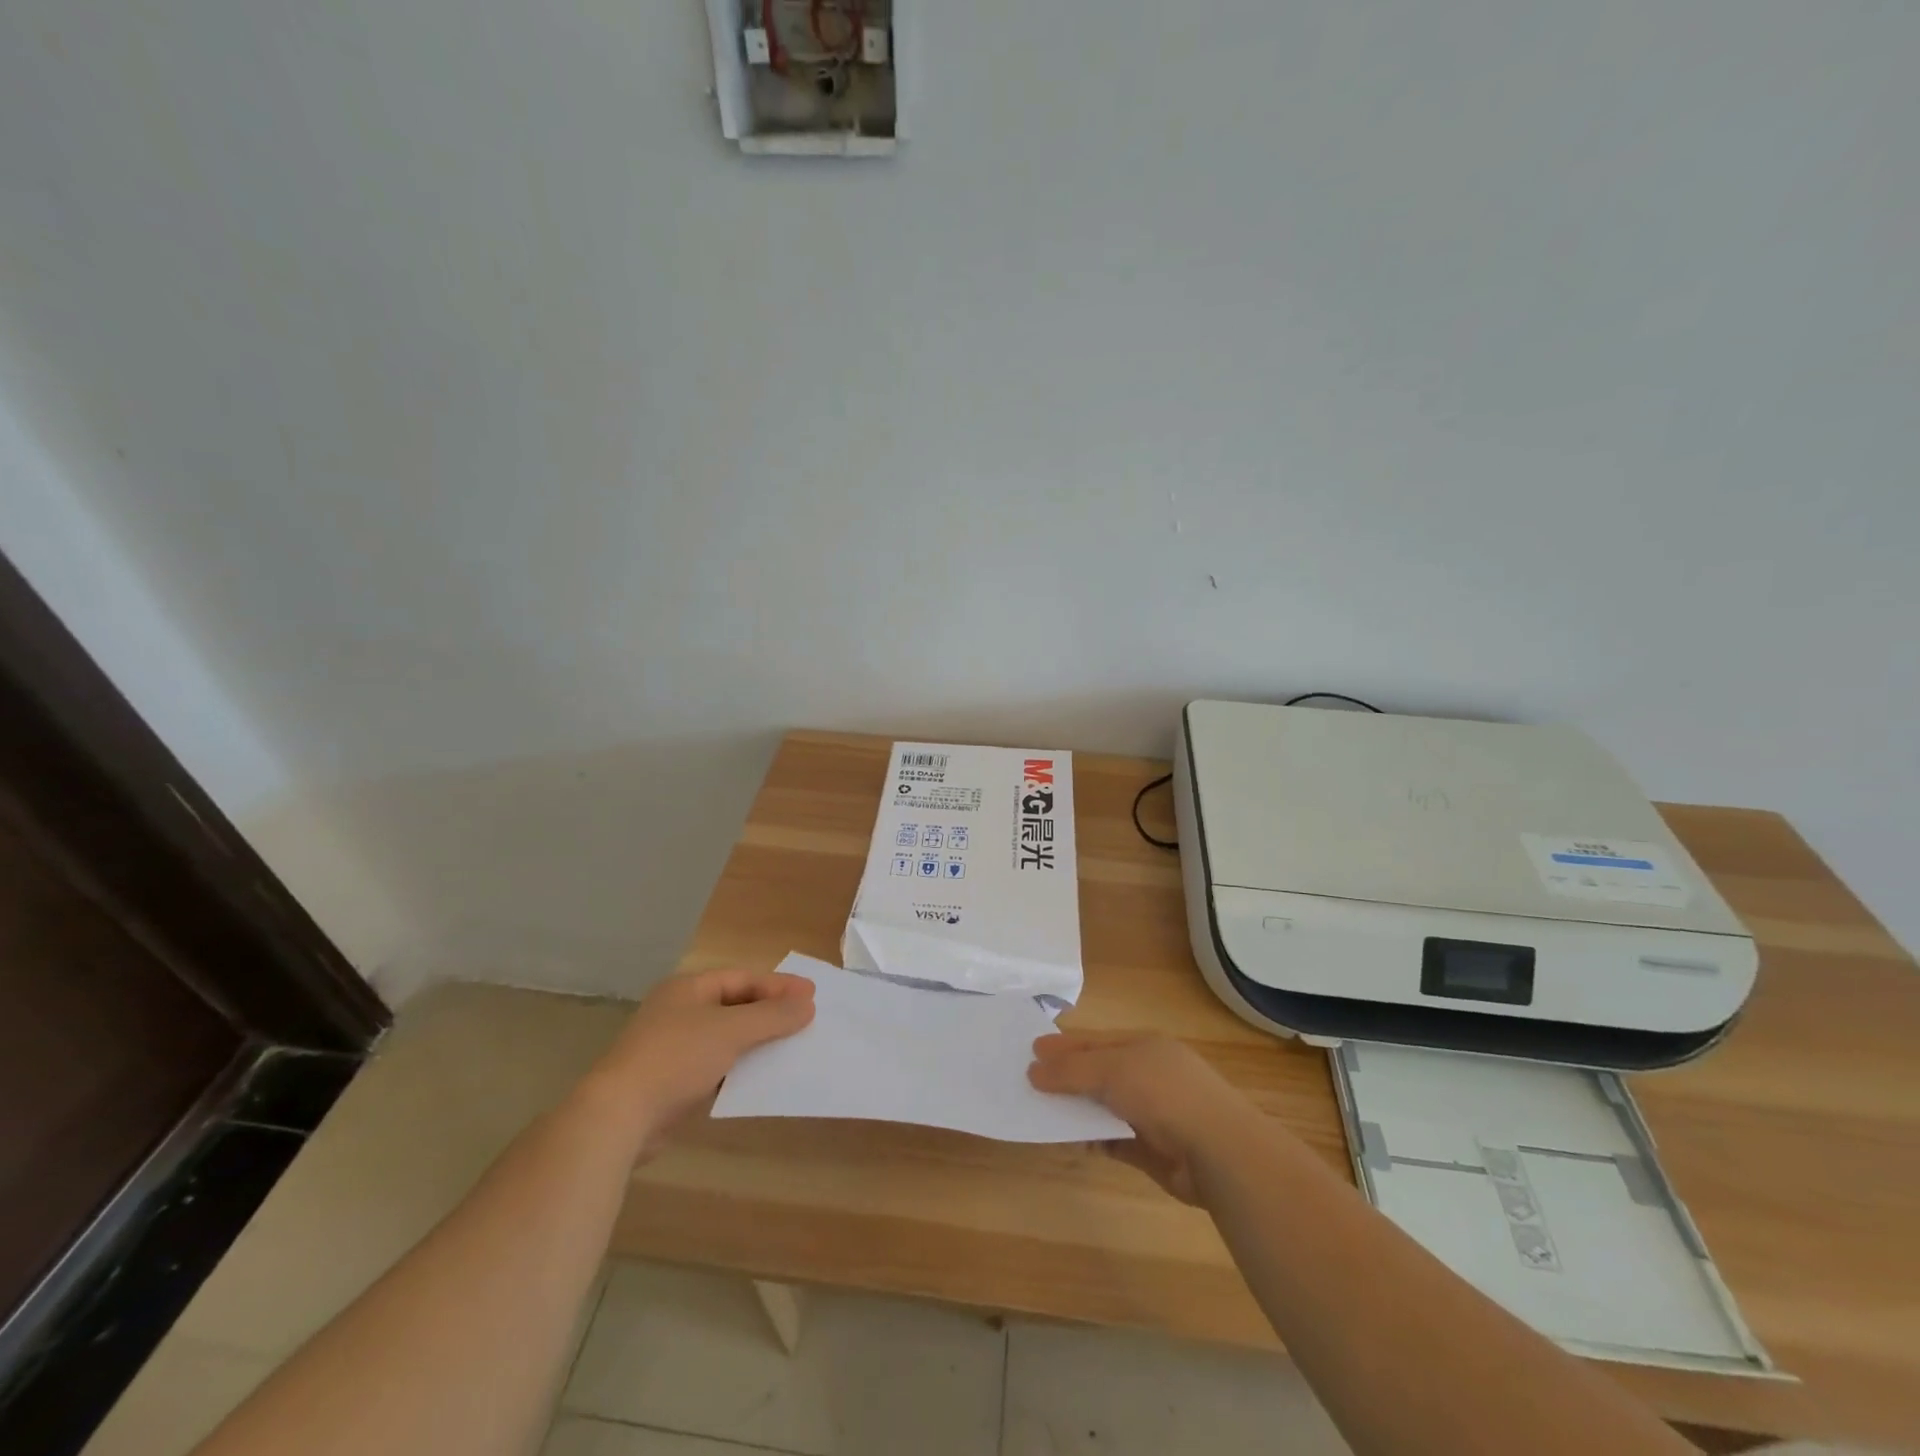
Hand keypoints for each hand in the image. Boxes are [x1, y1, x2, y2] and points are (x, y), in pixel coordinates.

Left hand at [588, 968, 815, 1151]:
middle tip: (806, 1020)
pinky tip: (762, 1078)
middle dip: (770, 1013)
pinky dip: (740, 1069)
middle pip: (736, 1005)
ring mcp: (673, 1047)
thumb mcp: (731, 1030)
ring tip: (792, 1049)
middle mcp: (680, 1011)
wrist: (617, 1117)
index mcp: (688, 988)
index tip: (812, 996)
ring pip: (727, 1038)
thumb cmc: (676, 1058)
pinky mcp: (672, 1082)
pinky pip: (716, 1066)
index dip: (778, 986)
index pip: (743, 979)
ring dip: (758, 1042)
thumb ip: (772, 1016)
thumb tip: (807, 1004)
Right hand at [1028, 1032, 1260, 1203]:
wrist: (1217, 1152)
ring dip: (1076, 1109)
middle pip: (1098, 1072)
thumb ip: (1071, 1070)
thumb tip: (1033, 1070)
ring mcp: (1152, 1112)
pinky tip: (1069, 1140)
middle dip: (1066, 1077)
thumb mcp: (1112, 1070)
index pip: (1095, 1041)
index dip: (1063, 1045)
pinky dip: (1091, 1139)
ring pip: (1103, 1106)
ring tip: (1040, 1113)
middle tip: (1028, 1083)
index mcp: (1143, 1045)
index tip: (1031, 1051)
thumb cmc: (1163, 1094)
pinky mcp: (1152, 1149)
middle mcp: (1148, 1074)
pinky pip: (1112, 1139)